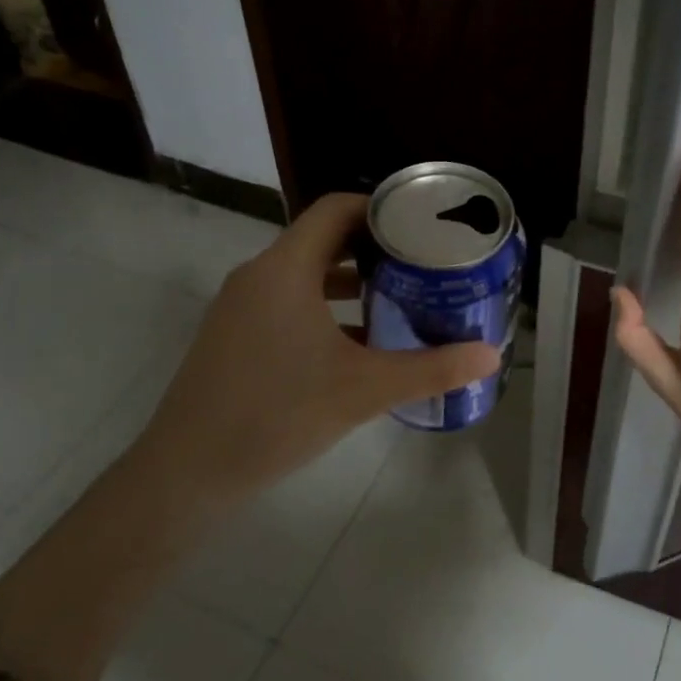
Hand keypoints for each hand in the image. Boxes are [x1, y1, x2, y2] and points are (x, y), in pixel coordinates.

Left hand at [140, 192, 501, 495]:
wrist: (188, 471)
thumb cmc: (277, 414)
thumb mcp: (363, 390)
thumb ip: (430, 369)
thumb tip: (491, 356)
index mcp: (285, 269)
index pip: (336, 209)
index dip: (381, 209)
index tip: (422, 224)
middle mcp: (259, 275)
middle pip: (323, 239)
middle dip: (375, 248)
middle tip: (424, 262)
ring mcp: (242, 306)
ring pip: (306, 275)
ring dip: (352, 282)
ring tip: (401, 297)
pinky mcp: (236, 335)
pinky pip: (289, 302)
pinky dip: (327, 308)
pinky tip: (360, 343)